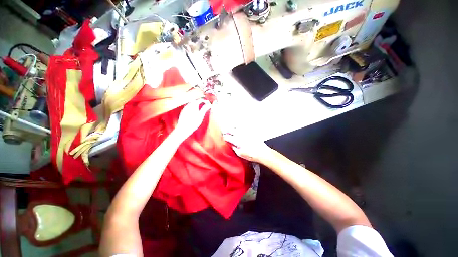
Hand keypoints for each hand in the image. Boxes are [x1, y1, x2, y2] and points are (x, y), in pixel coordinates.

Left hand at [174, 99, 210, 139]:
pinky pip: (188, 107)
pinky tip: (193, 112)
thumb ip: (205, 109)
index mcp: (193, 105)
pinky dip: (192, 107)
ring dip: (195, 104)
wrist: (183, 128)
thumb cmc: (193, 122)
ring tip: (199, 108)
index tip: (208, 103)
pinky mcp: (182, 112)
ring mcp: (185, 109)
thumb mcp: (201, 116)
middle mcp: (188, 105)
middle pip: (195, 101)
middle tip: (204, 104)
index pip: (200, 100)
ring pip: (191, 104)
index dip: (205, 101)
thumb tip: (209, 104)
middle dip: (199, 101)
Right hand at [223, 130, 271, 162]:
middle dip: (226, 130)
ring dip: (232, 127)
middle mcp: (241, 134)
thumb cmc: (252, 154)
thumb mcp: (240, 153)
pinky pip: (243, 125)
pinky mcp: (251, 130)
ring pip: (236, 126)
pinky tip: (239, 128)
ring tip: (231, 129)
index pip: (227, 136)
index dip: (224, 137)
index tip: (224, 137)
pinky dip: (239, 126)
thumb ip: (234, 147)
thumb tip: (231, 144)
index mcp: (237, 140)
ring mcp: (246, 131)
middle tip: (226, 132)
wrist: (263, 152)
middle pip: (230, 129)